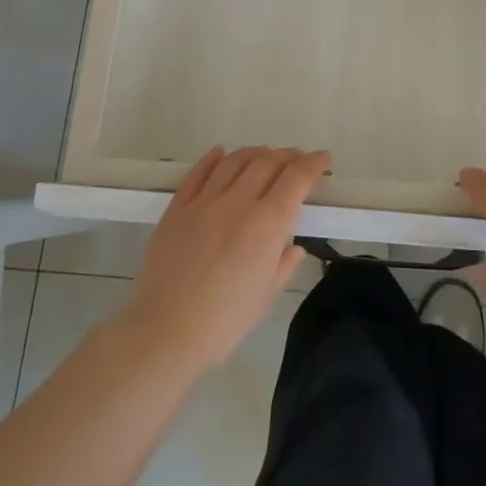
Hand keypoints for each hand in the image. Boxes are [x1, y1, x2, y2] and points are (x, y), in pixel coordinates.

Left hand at [118, 146, 329, 373]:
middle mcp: (238, 202)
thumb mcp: (266, 296)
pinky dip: (213, 159)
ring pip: (234, 161)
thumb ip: (283, 265)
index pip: (296, 178)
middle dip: (288, 156)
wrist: (163, 333)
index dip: (313, 164)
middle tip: (297, 160)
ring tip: (265, 155)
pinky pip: (198, 173)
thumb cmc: (223, 322)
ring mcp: (204, 202)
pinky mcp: (176, 209)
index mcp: (267, 224)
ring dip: (255, 152)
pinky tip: (220, 153)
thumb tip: (293, 248)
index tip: (323, 159)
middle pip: (267, 162)